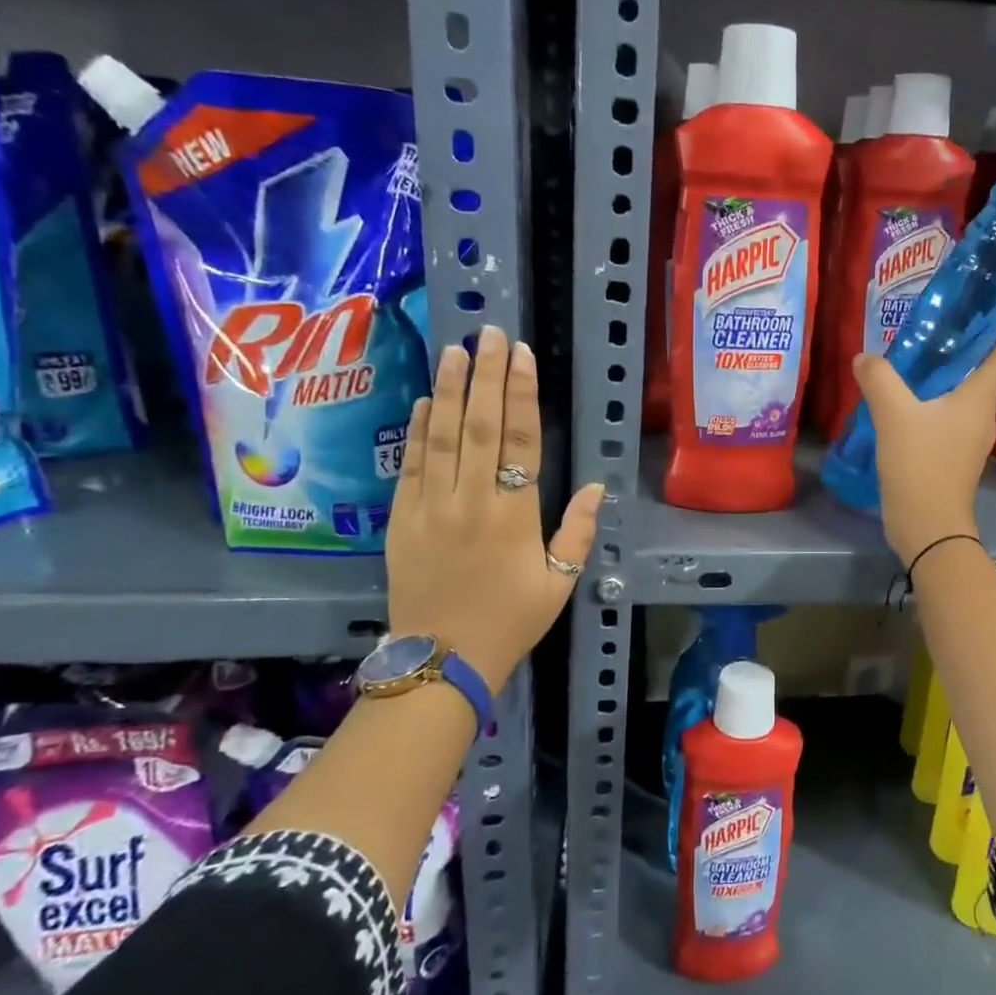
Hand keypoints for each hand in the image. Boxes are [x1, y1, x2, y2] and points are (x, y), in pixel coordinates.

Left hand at [387, 324, 603, 688]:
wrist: (442, 660)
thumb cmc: (511, 622)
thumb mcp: (559, 584)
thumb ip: (577, 532)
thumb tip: (594, 485)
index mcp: (515, 516)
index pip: (520, 441)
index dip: (522, 395)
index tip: (522, 357)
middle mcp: (471, 502)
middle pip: (480, 427)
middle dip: (486, 376)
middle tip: (490, 334)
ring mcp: (430, 508)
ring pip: (441, 437)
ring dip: (448, 390)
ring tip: (455, 351)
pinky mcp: (401, 520)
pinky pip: (410, 466)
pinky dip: (417, 431)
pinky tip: (424, 401)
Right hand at [850, 312, 995, 565]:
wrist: (927, 526)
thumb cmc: (920, 466)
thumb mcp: (894, 416)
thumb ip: (879, 379)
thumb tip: (864, 358)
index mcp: (980, 399)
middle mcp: (982, 415)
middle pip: (987, 370)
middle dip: (971, 343)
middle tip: (943, 320)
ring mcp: (969, 438)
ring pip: (964, 394)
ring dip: (949, 373)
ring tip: (917, 356)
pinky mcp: (953, 456)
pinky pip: (948, 415)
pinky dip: (933, 399)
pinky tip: (905, 399)